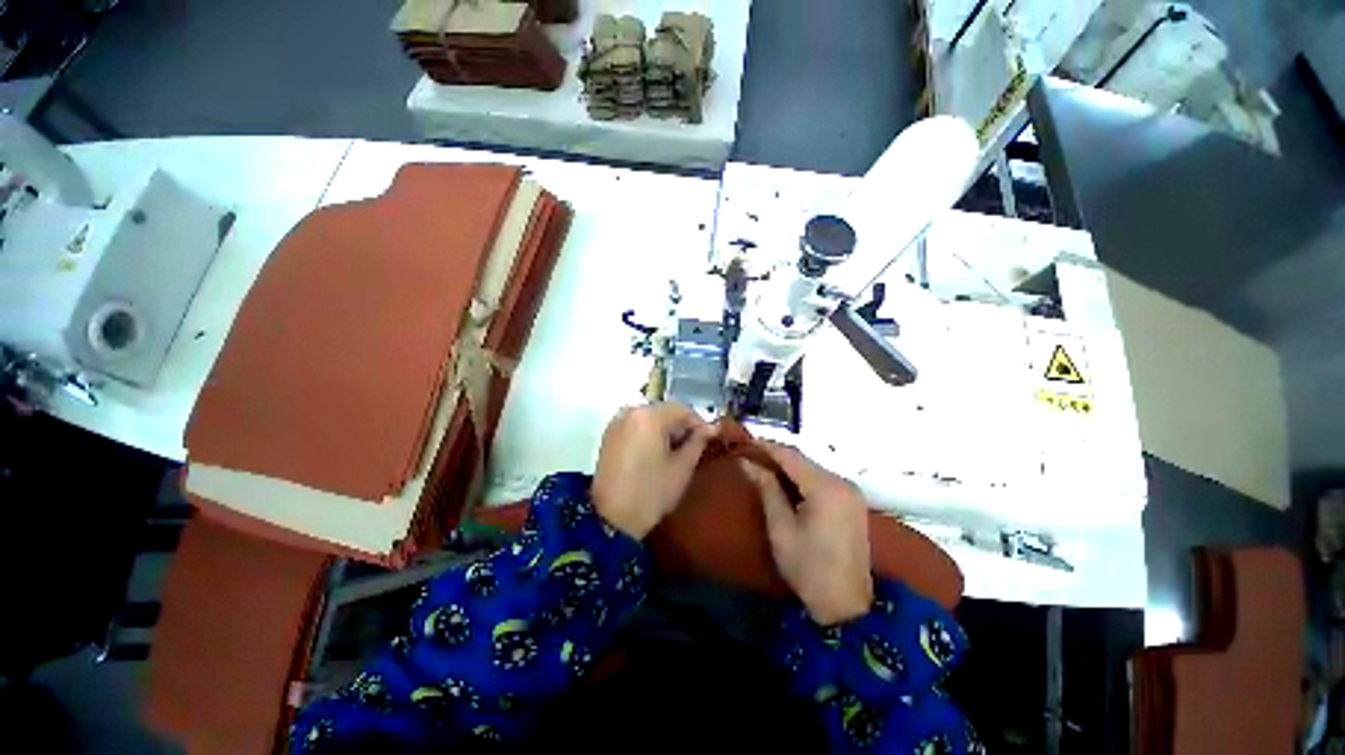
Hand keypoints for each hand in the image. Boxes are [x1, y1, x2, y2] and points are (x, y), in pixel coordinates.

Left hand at [592, 403, 717, 539]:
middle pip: (665, 412)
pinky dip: (649, 438)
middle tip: (692, 453)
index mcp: (648, 415)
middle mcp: (629, 412)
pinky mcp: (608, 437)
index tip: (709, 444)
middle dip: (681, 429)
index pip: (684, 410)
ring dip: (665, 433)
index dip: (700, 426)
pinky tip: (655, 459)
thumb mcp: (682, 468)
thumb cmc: (652, 493)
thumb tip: (711, 428)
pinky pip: (636, 429)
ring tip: (674, 458)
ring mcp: (616, 424)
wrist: (613, 518)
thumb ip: (698, 442)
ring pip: (650, 420)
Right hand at [739, 442, 873, 624]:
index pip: (792, 456)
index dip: (767, 446)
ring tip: (763, 470)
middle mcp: (844, 483)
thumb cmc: (807, 568)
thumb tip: (749, 464)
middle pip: (807, 462)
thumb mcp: (781, 530)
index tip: (743, 440)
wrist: (844, 599)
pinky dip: (807, 483)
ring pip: (817, 472)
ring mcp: (853, 494)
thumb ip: (768, 492)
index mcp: (826, 487)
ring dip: (793, 471)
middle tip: (749, 457)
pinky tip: (789, 488)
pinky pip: (827, 484)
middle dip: (779, 458)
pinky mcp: (855, 505)